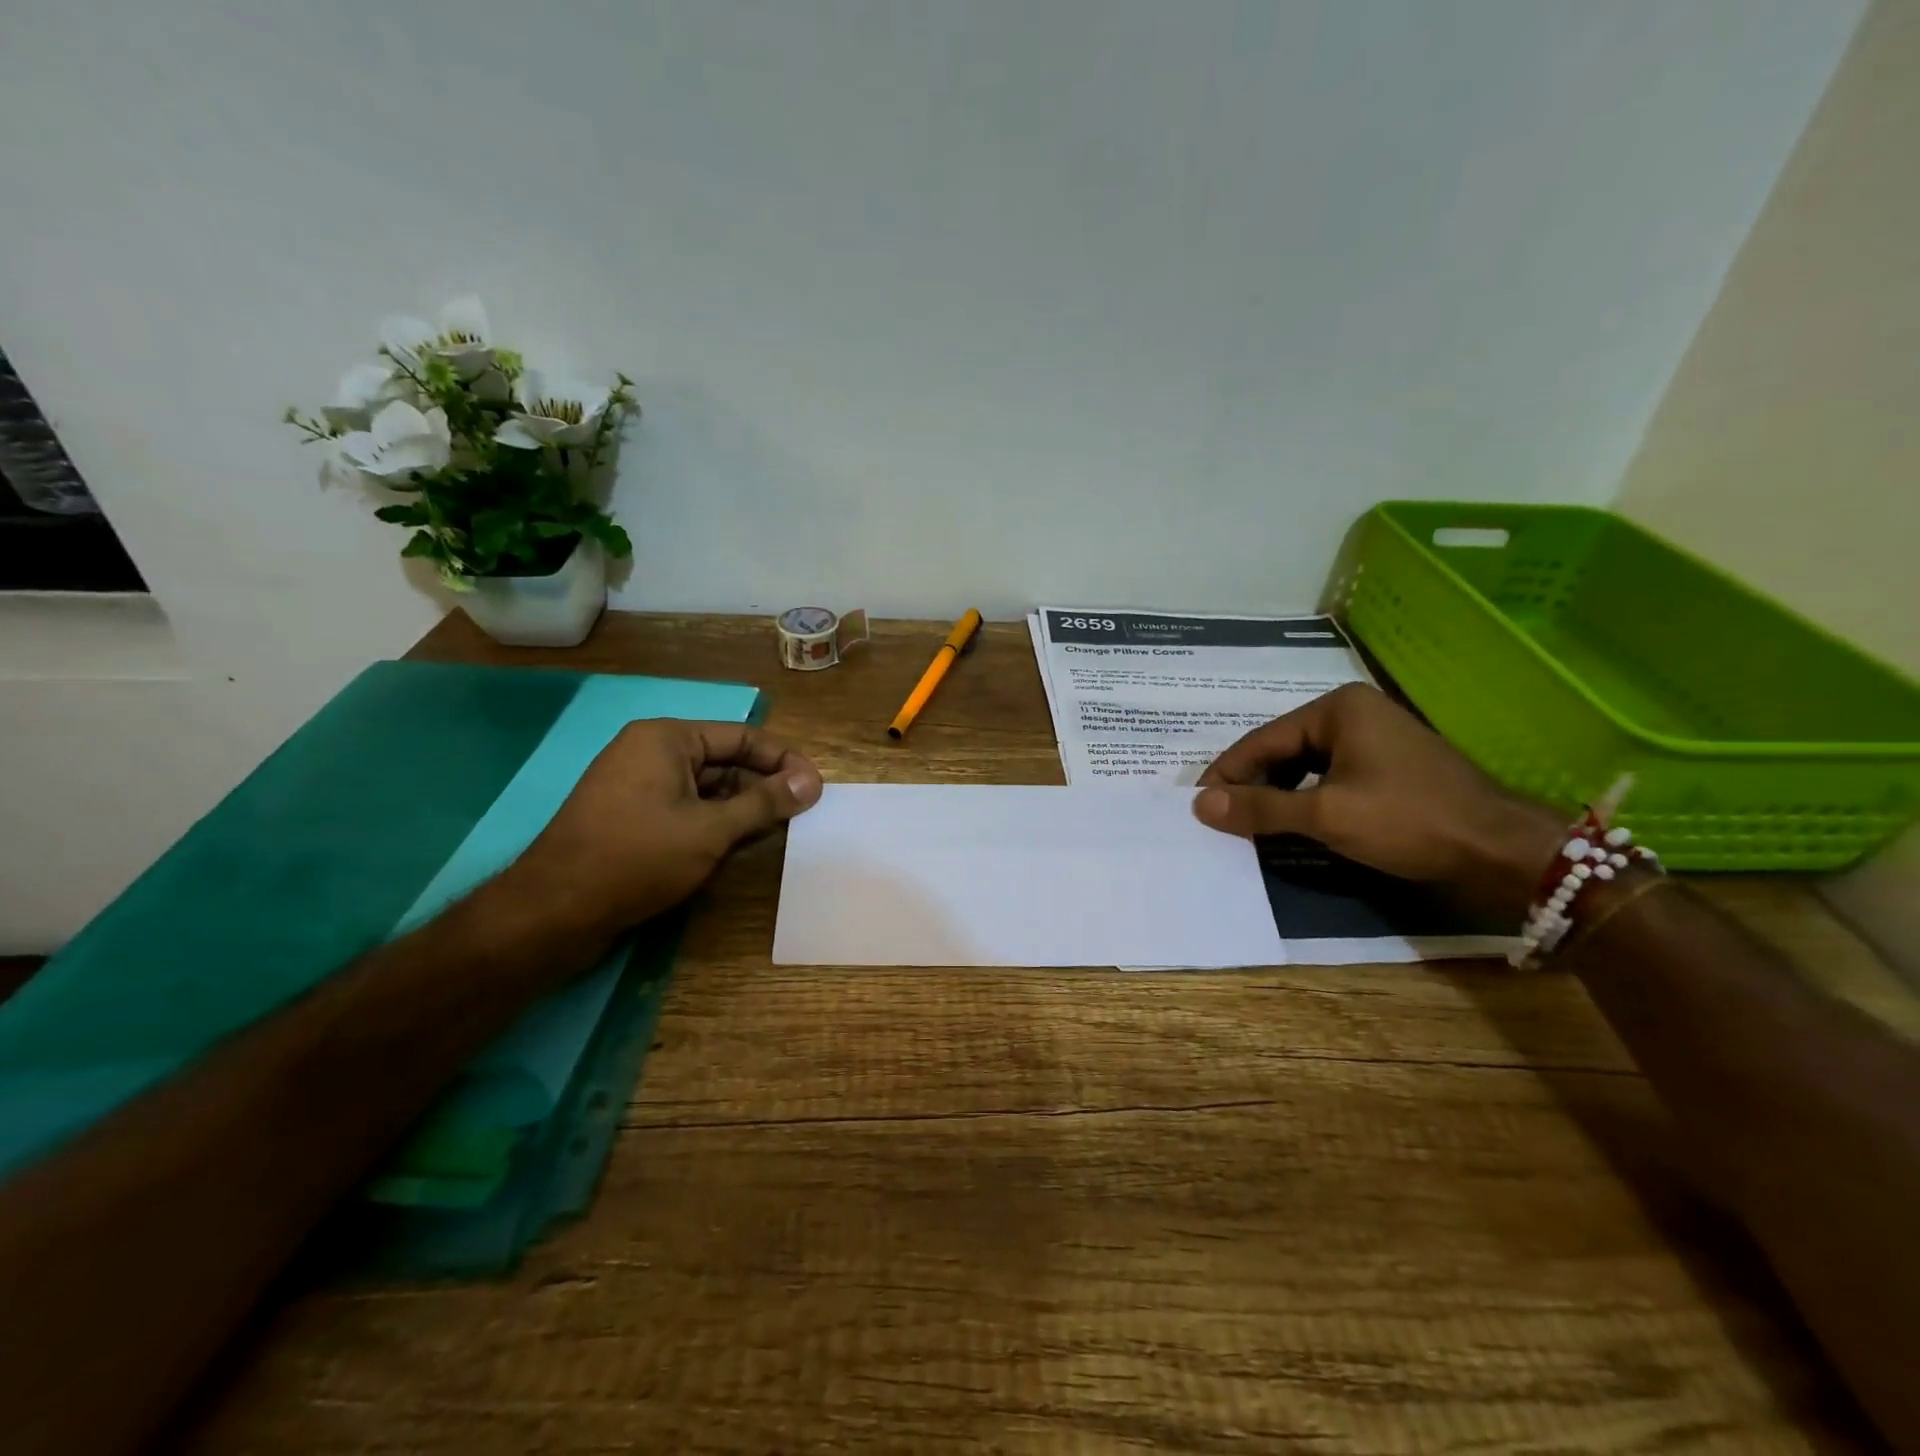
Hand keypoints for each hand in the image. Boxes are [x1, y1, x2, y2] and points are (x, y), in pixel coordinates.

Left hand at [506, 719, 822, 940]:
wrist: (554, 911)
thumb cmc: (637, 857)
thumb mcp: (712, 829)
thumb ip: (764, 803)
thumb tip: (811, 782)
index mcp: (666, 738)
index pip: (741, 737)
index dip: (783, 761)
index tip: (815, 788)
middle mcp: (650, 752)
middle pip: (724, 761)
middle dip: (763, 786)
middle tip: (801, 814)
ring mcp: (636, 785)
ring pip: (706, 788)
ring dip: (740, 808)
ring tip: (776, 832)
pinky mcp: (629, 817)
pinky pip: (684, 808)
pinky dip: (713, 823)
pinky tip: (736, 845)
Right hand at [1194, 684, 1564, 916]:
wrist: (1503, 851)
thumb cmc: (1409, 821)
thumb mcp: (1326, 815)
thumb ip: (1260, 808)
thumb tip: (1198, 805)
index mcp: (1337, 709)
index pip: (1262, 740)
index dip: (1226, 774)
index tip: (1197, 804)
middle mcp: (1353, 712)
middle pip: (1282, 749)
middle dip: (1250, 784)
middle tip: (1219, 817)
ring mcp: (1374, 738)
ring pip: (1304, 764)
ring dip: (1275, 793)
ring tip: (1247, 822)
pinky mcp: (1388, 765)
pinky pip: (1328, 775)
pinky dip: (1305, 798)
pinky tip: (1290, 821)